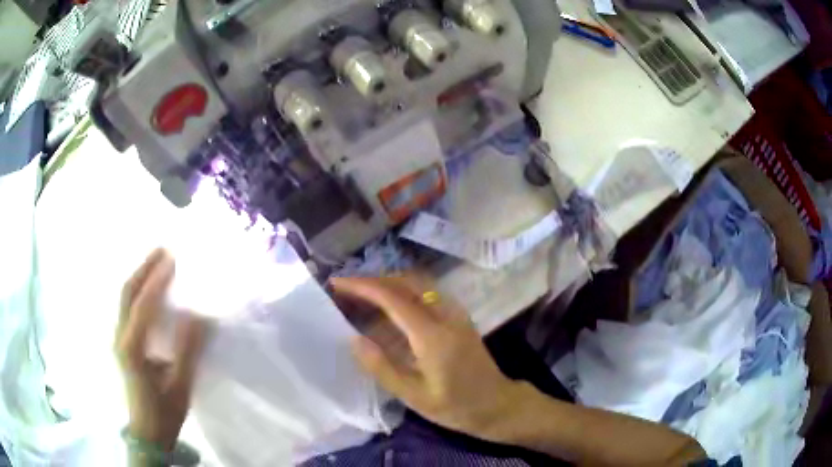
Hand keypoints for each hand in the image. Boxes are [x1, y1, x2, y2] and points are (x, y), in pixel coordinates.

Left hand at [115, 249, 207, 449]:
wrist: (147, 433)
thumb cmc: (164, 413)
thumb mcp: (180, 386)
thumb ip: (187, 351)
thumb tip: (199, 316)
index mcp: (132, 349)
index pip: (143, 306)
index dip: (158, 282)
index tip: (173, 260)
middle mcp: (120, 337)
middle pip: (126, 293)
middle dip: (144, 269)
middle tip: (163, 250)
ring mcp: (118, 339)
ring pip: (125, 298)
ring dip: (140, 276)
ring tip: (158, 261)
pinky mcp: (122, 342)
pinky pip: (128, 308)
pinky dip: (139, 291)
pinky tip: (150, 288)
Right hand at [330, 276, 523, 440]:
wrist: (498, 404)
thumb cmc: (455, 406)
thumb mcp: (414, 396)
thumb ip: (382, 367)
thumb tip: (353, 339)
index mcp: (432, 334)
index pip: (392, 297)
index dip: (362, 286)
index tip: (337, 283)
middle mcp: (445, 314)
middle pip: (406, 281)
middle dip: (373, 279)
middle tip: (346, 289)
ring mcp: (455, 313)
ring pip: (418, 283)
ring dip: (388, 282)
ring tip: (361, 294)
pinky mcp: (459, 317)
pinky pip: (427, 292)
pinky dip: (402, 290)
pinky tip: (390, 307)